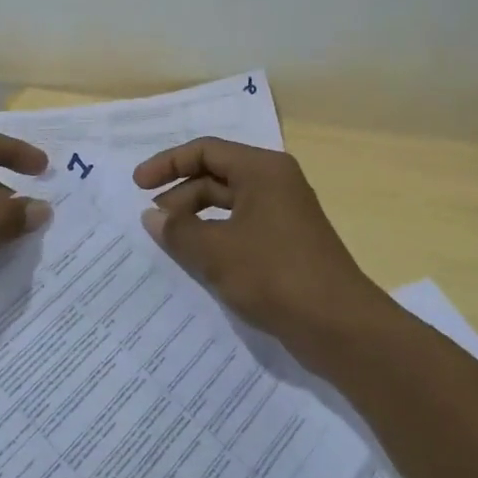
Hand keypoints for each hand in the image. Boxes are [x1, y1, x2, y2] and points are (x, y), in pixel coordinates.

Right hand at [134, 138, 377, 363]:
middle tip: (153, 222)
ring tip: (171, 242)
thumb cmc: (274, 275)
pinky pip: (241, 228)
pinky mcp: (287, 244)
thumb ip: (178, 230)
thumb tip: (151, 217)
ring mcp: (284, 214)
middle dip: (181, 195)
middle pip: (217, 175)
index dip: (168, 164)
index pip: (206, 151)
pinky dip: (216, 237)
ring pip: (229, 204)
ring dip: (196, 218)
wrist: (339, 326)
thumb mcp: (215, 251)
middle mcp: (275, 183)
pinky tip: (199, 260)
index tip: (138, 186)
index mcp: (262, 170)